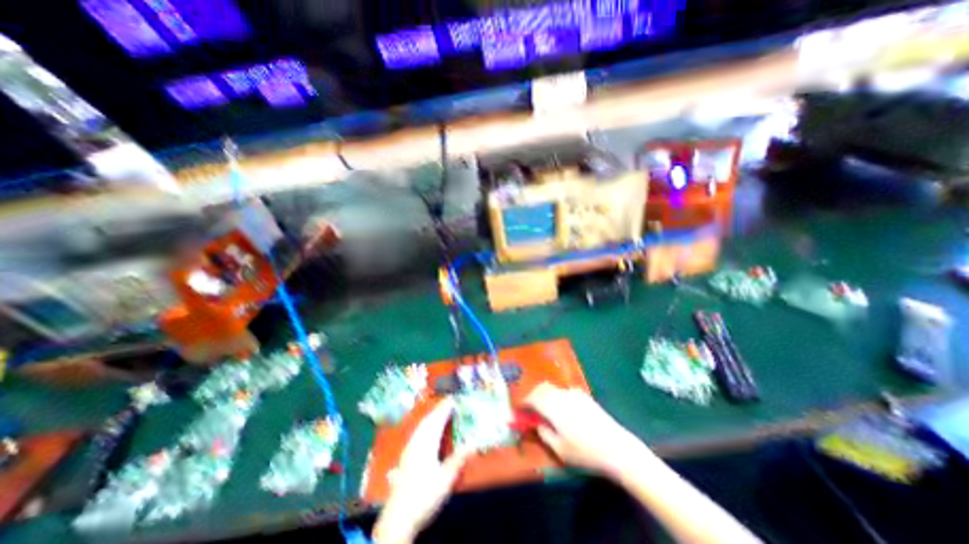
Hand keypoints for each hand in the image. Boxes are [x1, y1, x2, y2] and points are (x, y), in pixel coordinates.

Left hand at [372, 394, 473, 542]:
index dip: (445, 409)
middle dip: (438, 410)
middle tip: (448, 402)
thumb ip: (458, 459)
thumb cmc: (424, 496)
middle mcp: (416, 443)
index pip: (437, 421)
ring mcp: (409, 450)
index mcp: (426, 445)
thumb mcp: (445, 480)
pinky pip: (417, 433)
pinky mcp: (405, 458)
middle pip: (428, 421)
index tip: (453, 399)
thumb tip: (474, 442)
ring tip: (439, 412)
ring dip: (431, 417)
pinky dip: (424, 426)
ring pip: (421, 427)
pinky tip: (425, 431)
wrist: (397, 519)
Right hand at [522, 382, 649, 480]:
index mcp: (553, 407)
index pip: (532, 398)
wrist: (616, 447)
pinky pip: (564, 391)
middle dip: (533, 395)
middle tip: (530, 408)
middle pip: (542, 388)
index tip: (519, 410)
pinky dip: (557, 396)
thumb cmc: (585, 452)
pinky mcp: (584, 396)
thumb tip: (536, 424)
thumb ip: (544, 434)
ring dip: (545, 395)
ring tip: (545, 409)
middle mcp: (562, 395)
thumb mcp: (560, 449)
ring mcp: (574, 393)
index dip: (524, 402)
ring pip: (553, 388)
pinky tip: (562, 410)